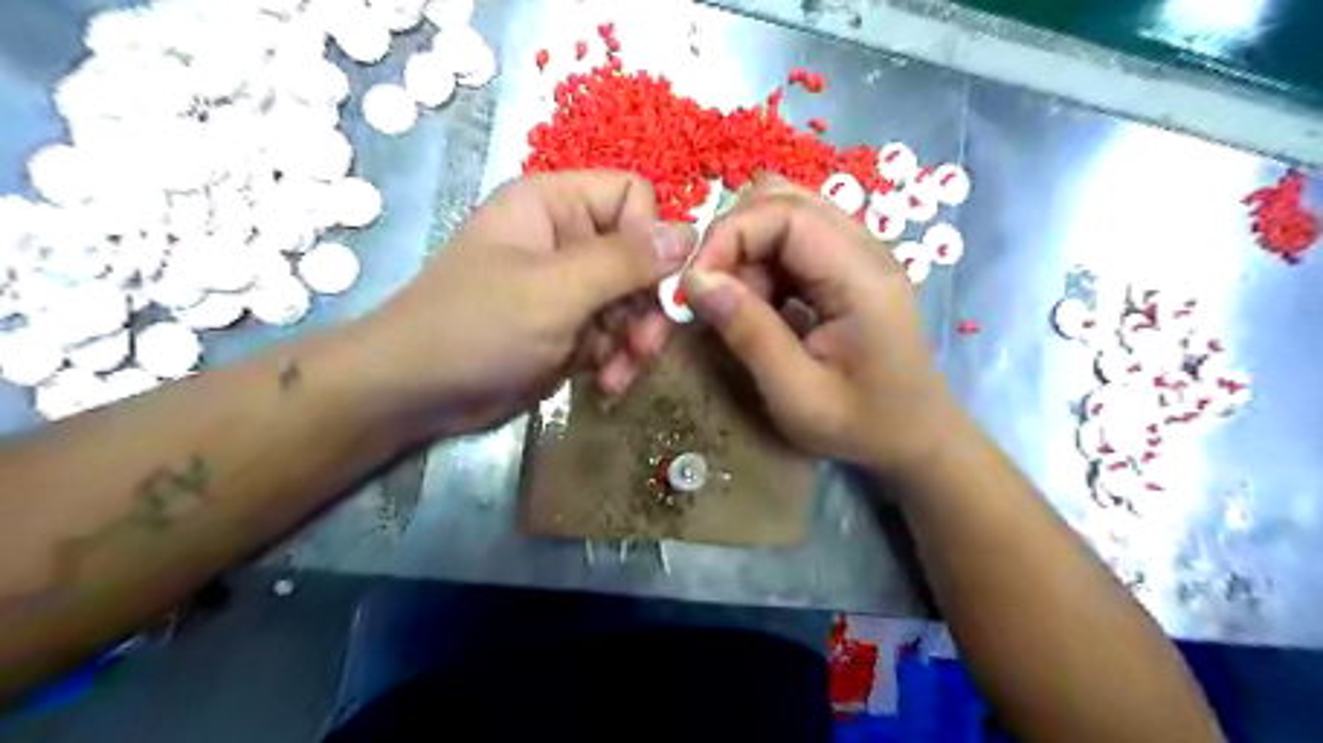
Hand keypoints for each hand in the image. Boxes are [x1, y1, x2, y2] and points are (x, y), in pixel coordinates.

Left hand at [358, 171, 694, 438]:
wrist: (416, 394)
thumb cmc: (477, 327)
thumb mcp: (556, 291)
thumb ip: (625, 261)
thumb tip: (691, 233)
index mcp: (554, 205)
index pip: (633, 196)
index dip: (651, 238)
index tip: (655, 286)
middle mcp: (566, 239)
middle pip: (640, 257)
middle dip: (647, 306)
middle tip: (644, 347)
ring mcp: (569, 287)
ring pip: (633, 302)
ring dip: (635, 341)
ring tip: (620, 374)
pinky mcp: (570, 328)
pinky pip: (616, 335)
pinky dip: (618, 360)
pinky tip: (606, 385)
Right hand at [687, 177, 956, 473]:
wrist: (915, 437)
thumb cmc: (860, 425)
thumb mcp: (796, 394)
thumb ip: (748, 334)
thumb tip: (694, 280)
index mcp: (861, 276)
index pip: (785, 212)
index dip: (729, 235)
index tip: (693, 284)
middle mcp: (864, 248)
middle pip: (783, 199)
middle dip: (733, 238)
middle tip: (713, 293)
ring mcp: (858, 252)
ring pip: (784, 213)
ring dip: (746, 251)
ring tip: (739, 305)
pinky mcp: (847, 266)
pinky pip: (792, 240)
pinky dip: (761, 264)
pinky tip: (761, 306)